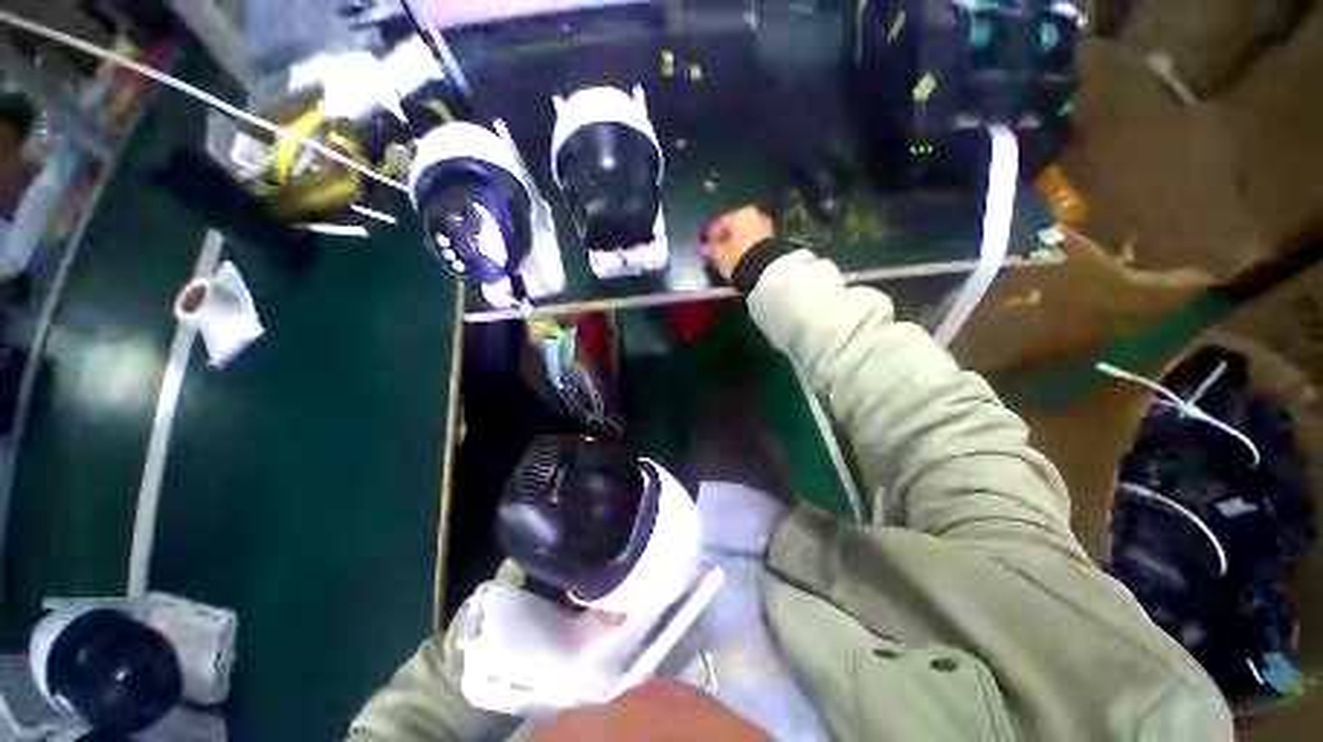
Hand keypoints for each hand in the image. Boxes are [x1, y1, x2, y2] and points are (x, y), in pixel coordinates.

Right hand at [702, 206, 775, 282]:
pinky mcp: (774, 241)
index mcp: (739, 214)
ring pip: (747, 234)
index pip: (721, 223)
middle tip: (719, 251)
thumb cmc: (737, 257)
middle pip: (736, 227)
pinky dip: (748, 248)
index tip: (707, 246)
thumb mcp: (719, 256)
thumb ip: (712, 250)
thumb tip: (706, 248)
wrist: (766, 271)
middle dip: (727, 238)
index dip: (712, 235)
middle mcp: (755, 216)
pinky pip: (755, 242)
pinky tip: (742, 258)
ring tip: (731, 256)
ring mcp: (766, 227)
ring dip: (738, 243)